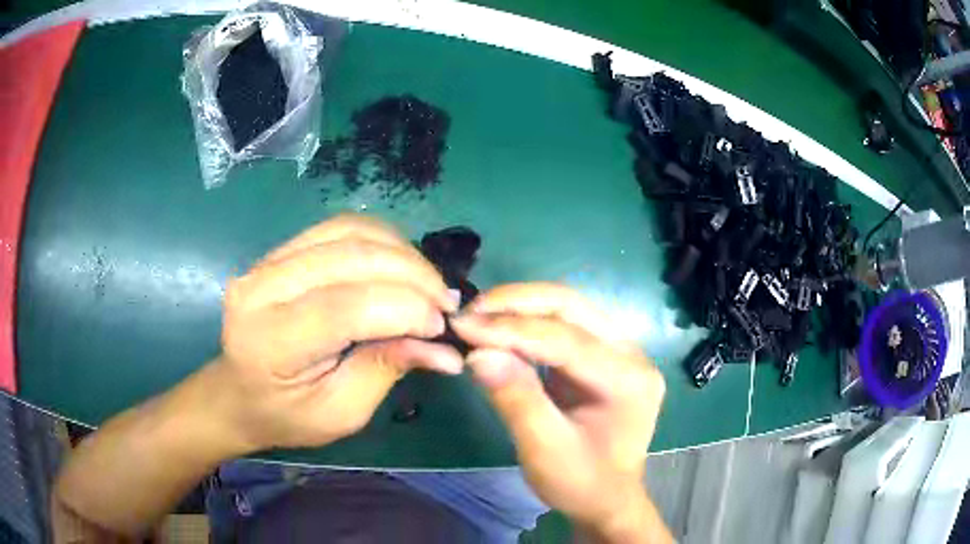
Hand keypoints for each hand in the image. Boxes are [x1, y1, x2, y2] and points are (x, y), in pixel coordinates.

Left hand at [216, 214, 462, 450]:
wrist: (239, 394)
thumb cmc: (288, 415)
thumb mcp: (341, 411)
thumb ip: (387, 369)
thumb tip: (446, 349)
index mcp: (270, 341)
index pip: (345, 307)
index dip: (404, 308)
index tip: (442, 325)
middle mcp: (261, 288)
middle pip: (349, 257)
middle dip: (412, 274)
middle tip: (446, 302)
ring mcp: (266, 261)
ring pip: (347, 231)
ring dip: (400, 251)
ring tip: (427, 283)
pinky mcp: (279, 251)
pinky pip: (338, 228)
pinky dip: (380, 240)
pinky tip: (399, 264)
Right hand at [451, 283, 667, 540]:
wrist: (606, 500)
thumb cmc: (581, 483)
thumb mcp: (545, 450)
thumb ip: (516, 399)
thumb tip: (477, 353)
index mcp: (629, 379)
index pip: (567, 339)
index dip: (511, 329)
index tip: (464, 324)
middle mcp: (632, 354)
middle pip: (573, 307)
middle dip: (518, 303)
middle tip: (471, 311)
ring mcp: (620, 351)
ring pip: (569, 309)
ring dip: (522, 308)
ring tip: (480, 317)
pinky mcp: (603, 355)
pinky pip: (565, 325)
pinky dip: (529, 323)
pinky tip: (501, 330)